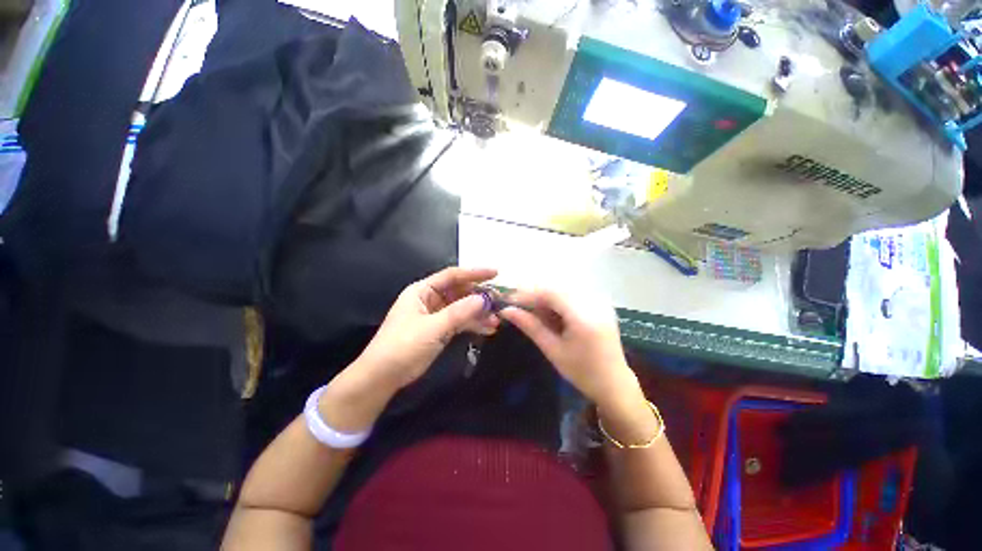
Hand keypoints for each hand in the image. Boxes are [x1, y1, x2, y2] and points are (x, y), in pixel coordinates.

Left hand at [352, 266, 499, 391]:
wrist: (382, 377)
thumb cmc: (403, 346)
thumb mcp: (432, 328)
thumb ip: (459, 312)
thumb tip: (484, 299)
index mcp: (423, 291)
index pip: (452, 275)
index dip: (474, 273)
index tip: (495, 273)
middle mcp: (430, 299)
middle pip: (459, 291)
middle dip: (480, 296)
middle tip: (500, 302)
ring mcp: (436, 314)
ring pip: (462, 307)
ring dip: (479, 313)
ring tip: (497, 320)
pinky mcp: (439, 329)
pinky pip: (460, 321)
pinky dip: (473, 324)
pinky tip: (488, 329)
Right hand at [499, 288, 639, 408]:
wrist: (614, 383)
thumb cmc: (582, 372)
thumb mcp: (552, 350)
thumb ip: (530, 326)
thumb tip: (506, 311)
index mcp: (584, 316)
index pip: (550, 293)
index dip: (527, 294)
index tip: (508, 301)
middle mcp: (594, 302)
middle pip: (556, 288)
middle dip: (534, 294)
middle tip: (517, 306)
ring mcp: (599, 301)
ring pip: (563, 289)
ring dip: (545, 296)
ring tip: (530, 310)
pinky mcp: (600, 304)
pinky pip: (573, 294)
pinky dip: (557, 300)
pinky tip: (548, 311)